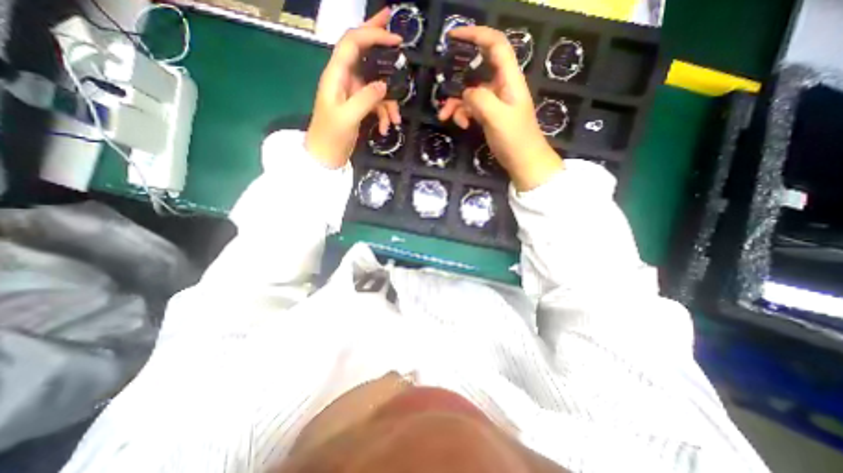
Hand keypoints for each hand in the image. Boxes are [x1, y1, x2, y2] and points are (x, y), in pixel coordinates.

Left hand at [307, 10, 404, 167]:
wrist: (326, 156)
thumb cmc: (330, 136)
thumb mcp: (347, 118)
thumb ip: (365, 99)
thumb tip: (384, 85)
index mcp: (336, 75)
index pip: (353, 43)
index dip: (373, 35)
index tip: (395, 38)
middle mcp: (345, 79)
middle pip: (363, 53)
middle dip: (380, 43)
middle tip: (399, 36)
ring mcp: (352, 93)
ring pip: (376, 86)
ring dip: (389, 103)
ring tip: (395, 120)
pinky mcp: (358, 106)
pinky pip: (377, 104)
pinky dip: (384, 115)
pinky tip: (385, 128)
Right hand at [438, 26, 562, 189]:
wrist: (523, 161)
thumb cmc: (515, 138)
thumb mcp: (497, 117)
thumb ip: (480, 99)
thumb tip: (465, 93)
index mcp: (509, 79)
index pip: (495, 45)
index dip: (476, 35)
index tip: (454, 36)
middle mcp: (501, 86)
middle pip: (476, 71)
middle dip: (457, 80)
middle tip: (442, 87)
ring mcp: (494, 102)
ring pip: (469, 93)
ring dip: (455, 103)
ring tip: (445, 117)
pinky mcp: (489, 115)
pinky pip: (471, 108)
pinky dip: (462, 114)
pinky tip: (461, 125)